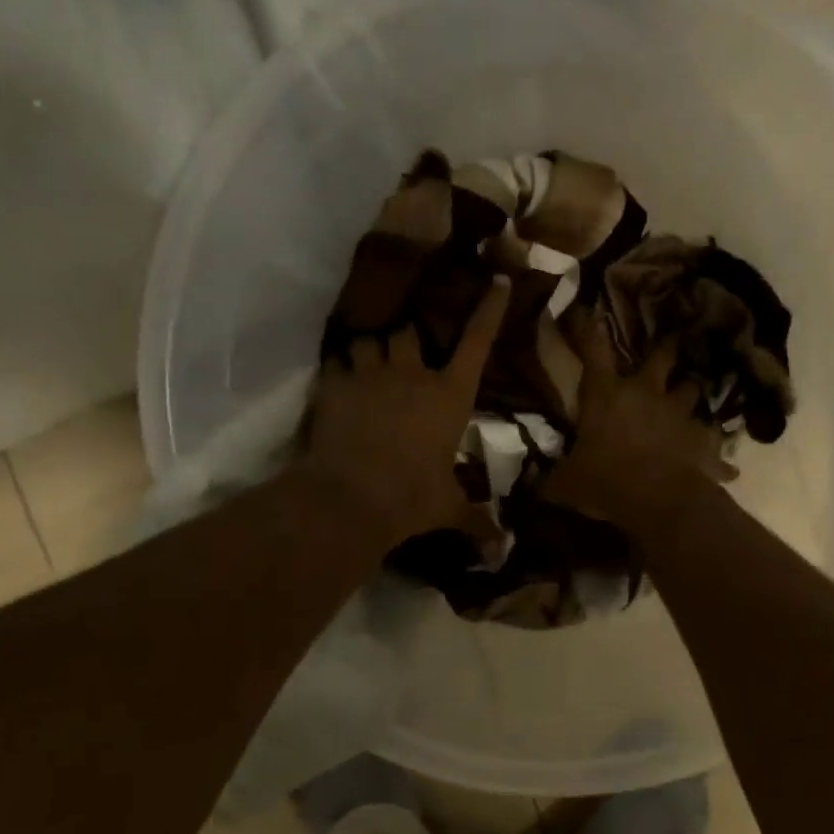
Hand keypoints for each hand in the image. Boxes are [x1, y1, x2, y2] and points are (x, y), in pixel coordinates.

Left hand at [299, 279, 509, 548]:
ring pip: (369, 340)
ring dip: (370, 351)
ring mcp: (370, 374)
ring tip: (366, 367)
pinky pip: (336, 362)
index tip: (497, 282)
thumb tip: (499, 551)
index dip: (489, 311)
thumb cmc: (411, 499)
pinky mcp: (333, 384)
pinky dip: (339, 370)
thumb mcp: (448, 509)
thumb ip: (475, 521)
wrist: (351, 498)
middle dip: (407, 340)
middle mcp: (412, 374)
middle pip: (410, 332)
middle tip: (403, 357)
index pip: (476, 343)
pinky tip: (337, 383)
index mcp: (449, 396)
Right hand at [540, 319, 737, 536]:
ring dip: (690, 392)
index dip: (587, 328)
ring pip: (692, 390)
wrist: (661, 502)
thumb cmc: (606, 482)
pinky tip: (728, 467)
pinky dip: (719, 455)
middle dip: (666, 347)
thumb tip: (533, 485)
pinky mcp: (703, 442)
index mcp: (608, 396)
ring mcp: (680, 415)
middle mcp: (648, 395)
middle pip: (662, 358)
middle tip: (672, 338)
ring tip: (691, 394)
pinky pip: (714, 444)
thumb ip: (550, 480)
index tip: (587, 307)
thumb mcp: (566, 484)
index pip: (594, 352)